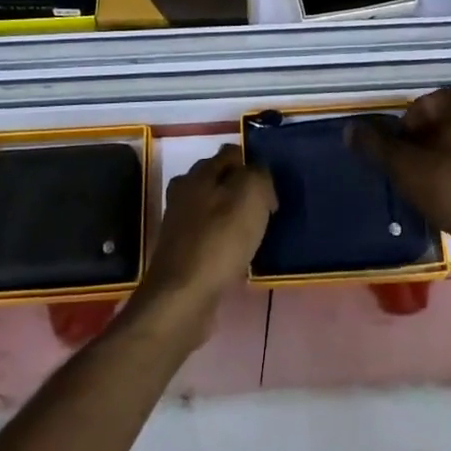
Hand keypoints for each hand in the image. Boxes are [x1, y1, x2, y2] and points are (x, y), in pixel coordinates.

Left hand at [136, 145, 275, 337]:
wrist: (184, 298)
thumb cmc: (220, 240)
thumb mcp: (251, 195)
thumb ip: (259, 175)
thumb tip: (260, 178)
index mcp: (198, 173)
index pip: (230, 153)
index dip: (253, 163)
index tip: (272, 184)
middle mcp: (184, 192)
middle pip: (219, 181)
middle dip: (242, 190)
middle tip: (266, 209)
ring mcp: (179, 224)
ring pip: (214, 209)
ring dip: (233, 217)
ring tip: (256, 233)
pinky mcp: (181, 253)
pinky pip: (210, 237)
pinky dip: (224, 242)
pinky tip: (238, 256)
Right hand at [350, 89, 450, 277]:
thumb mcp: (404, 166)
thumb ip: (375, 145)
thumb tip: (350, 129)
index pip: (429, 101)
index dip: (407, 121)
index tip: (398, 148)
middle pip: (446, 123)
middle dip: (422, 141)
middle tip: (406, 166)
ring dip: (442, 159)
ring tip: (425, 185)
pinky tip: (449, 200)